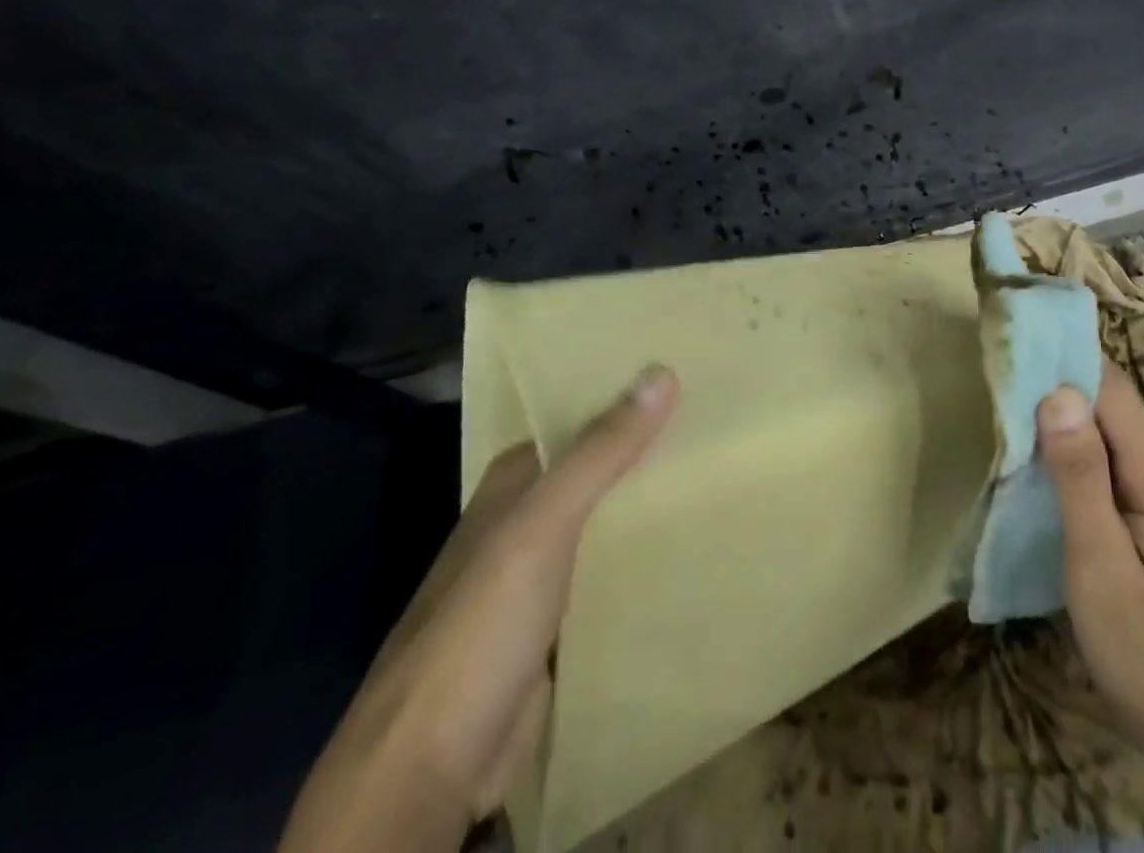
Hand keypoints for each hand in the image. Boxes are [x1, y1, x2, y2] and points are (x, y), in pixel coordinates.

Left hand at [280, 365, 679, 852]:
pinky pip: (607, 579)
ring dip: (645, 507)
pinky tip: (686, 551)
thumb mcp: (542, 526)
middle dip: (641, 452)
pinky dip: (641, 562)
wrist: (429, 770)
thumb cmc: (481, 625)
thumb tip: (660, 373)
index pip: (570, 422)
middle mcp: (521, 525)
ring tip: (714, 474)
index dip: (617, 397)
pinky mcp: (555, 631)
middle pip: (590, 473)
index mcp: (509, 487)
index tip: (677, 374)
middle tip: (714, 422)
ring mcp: (536, 581)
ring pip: (602, 527)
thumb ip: (598, 453)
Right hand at [1039, 364, 1143, 852]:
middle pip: (1107, 403)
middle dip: (1055, 374)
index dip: (1065, 354)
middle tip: (997, 359)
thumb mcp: (1103, 568)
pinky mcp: (1139, 516)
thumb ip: (1080, 479)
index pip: (1111, 389)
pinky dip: (1063, 443)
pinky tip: (1030, 449)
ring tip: (1002, 392)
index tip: (1016, 332)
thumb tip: (1056, 393)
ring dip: (1056, 408)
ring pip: (1101, 430)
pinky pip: (1099, 460)